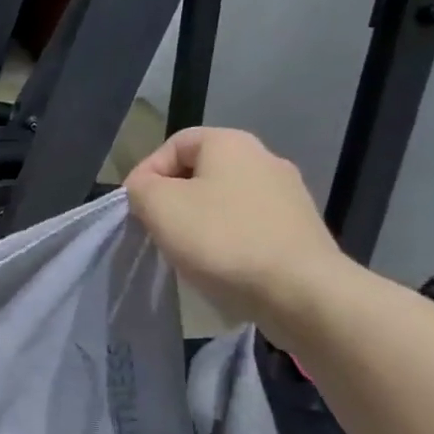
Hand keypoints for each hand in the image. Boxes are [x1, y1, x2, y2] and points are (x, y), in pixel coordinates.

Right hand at [124, 127, 354, 328]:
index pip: (176, 143)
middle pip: (201, 171)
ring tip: (185, 250)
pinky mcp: (297, 229)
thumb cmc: (221, 239)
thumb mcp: (160, 206)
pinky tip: (218, 264)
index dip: (147, 171)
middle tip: (156, 228)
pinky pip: (248, 225)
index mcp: (232, 144)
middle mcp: (265, 159)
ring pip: (224, 200)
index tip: (135, 207)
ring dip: (199, 221)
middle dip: (173, 198)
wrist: (298, 289)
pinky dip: (227, 239)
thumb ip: (142, 187)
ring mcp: (287, 195)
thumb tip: (146, 188)